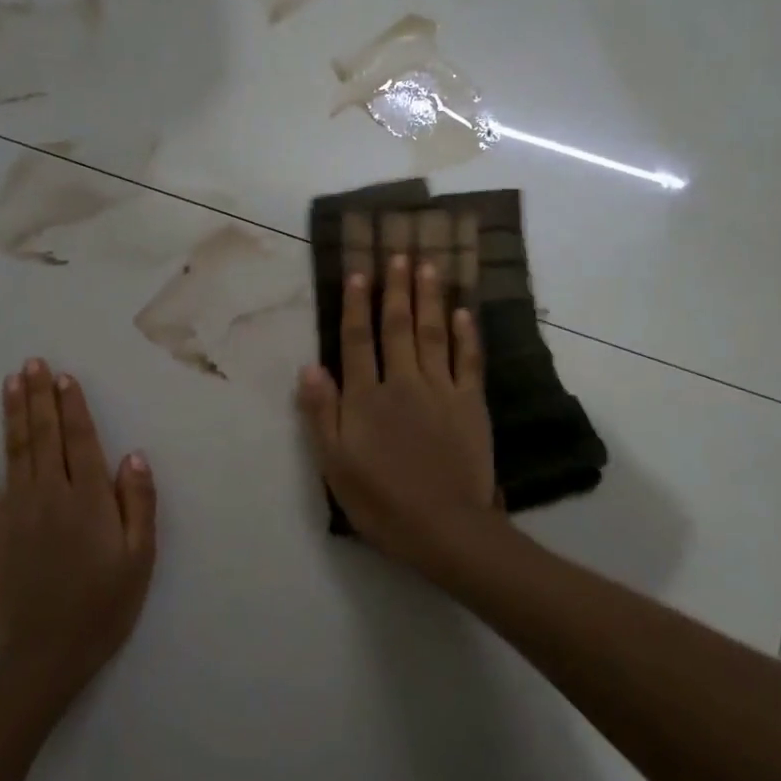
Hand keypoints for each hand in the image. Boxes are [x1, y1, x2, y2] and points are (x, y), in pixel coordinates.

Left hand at [0, 360, 156, 702]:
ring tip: (10, 381)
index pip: (81, 440)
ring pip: (14, 451)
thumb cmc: (103, 606)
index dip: (73, 406)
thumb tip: (133, 455)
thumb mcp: (139, 559)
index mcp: (89, 499)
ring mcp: (16, 511)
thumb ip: (138, 504)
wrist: (46, 654)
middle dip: (39, 396)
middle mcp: (50, 494)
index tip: (64, 377)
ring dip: (12, 413)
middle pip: (45, 435)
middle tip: (33, 363)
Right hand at [297, 254, 500, 570]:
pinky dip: (466, 334)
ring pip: (433, 334)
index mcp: (366, 398)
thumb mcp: (334, 464)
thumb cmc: (381, 501)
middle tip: (399, 253)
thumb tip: (309, 366)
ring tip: (428, 265)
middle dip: (396, 288)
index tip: (358, 272)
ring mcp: (441, 390)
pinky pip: (469, 360)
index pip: (357, 340)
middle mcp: (402, 383)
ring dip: (429, 298)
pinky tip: (464, 311)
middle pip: (398, 327)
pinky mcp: (471, 404)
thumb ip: (321, 413)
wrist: (443, 528)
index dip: (356, 305)